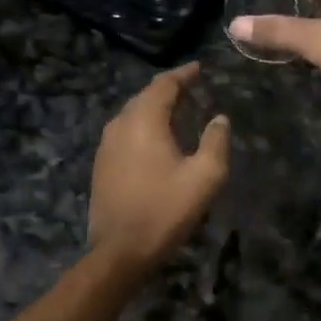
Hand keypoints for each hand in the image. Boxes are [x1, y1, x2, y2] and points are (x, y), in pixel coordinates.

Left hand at [88, 64, 231, 269]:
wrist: (120, 251)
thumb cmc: (166, 209)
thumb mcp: (205, 176)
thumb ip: (216, 141)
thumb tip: (219, 119)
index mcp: (144, 121)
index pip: (163, 85)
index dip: (183, 74)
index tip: (200, 68)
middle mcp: (120, 126)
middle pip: (145, 96)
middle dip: (169, 89)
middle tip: (193, 89)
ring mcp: (106, 146)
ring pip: (132, 114)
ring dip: (155, 108)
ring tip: (178, 111)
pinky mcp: (101, 165)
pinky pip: (125, 132)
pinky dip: (143, 126)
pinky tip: (157, 139)